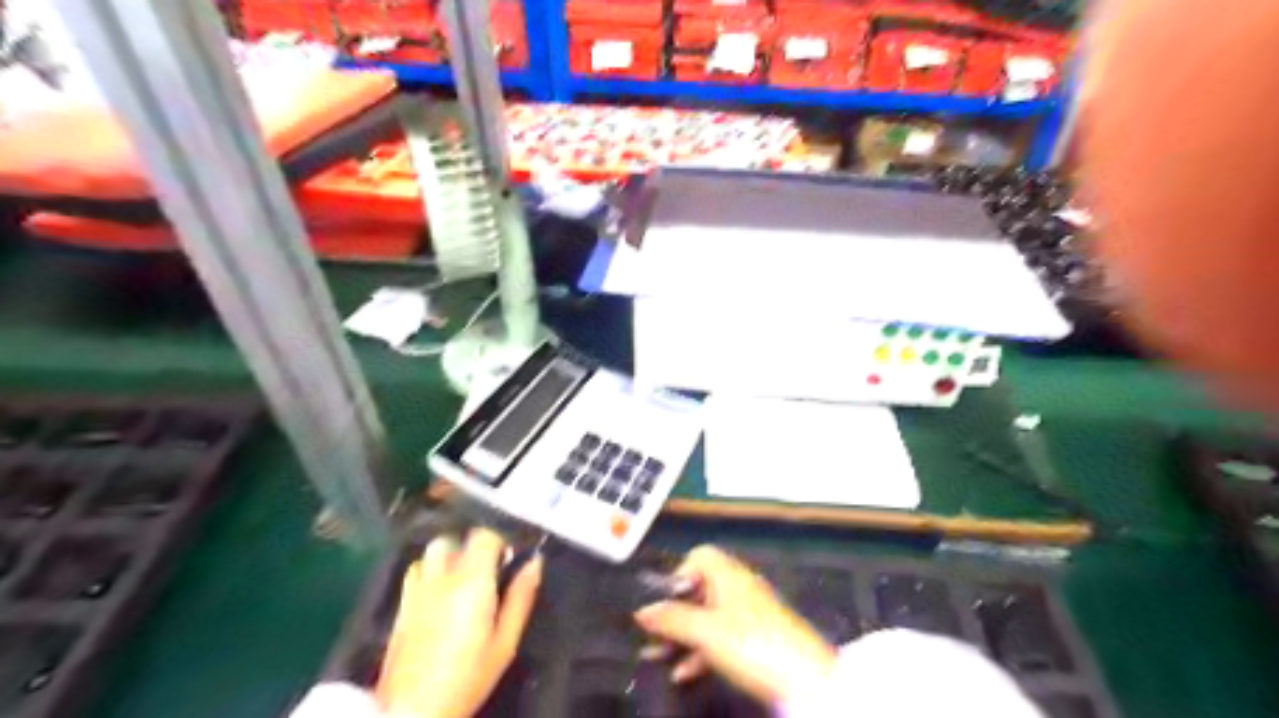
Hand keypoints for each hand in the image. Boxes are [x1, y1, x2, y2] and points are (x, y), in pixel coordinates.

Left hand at [375, 526, 542, 717]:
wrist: (412, 710)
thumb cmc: (467, 676)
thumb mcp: (505, 641)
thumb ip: (520, 597)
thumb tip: (535, 562)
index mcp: (472, 581)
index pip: (484, 536)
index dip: (499, 540)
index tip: (509, 557)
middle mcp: (441, 577)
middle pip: (454, 538)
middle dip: (471, 546)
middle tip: (487, 569)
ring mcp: (417, 590)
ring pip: (431, 552)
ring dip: (448, 556)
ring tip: (462, 578)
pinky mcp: (401, 605)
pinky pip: (415, 572)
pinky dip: (430, 572)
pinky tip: (440, 594)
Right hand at [631, 547, 836, 704]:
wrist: (803, 678)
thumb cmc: (751, 642)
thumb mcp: (704, 631)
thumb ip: (671, 619)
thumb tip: (642, 610)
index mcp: (728, 574)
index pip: (699, 556)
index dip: (678, 574)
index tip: (664, 600)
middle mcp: (738, 587)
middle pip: (699, 590)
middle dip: (673, 612)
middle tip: (652, 633)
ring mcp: (748, 614)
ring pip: (706, 617)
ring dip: (681, 636)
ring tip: (657, 656)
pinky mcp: (756, 639)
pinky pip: (719, 637)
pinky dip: (700, 651)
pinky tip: (684, 672)